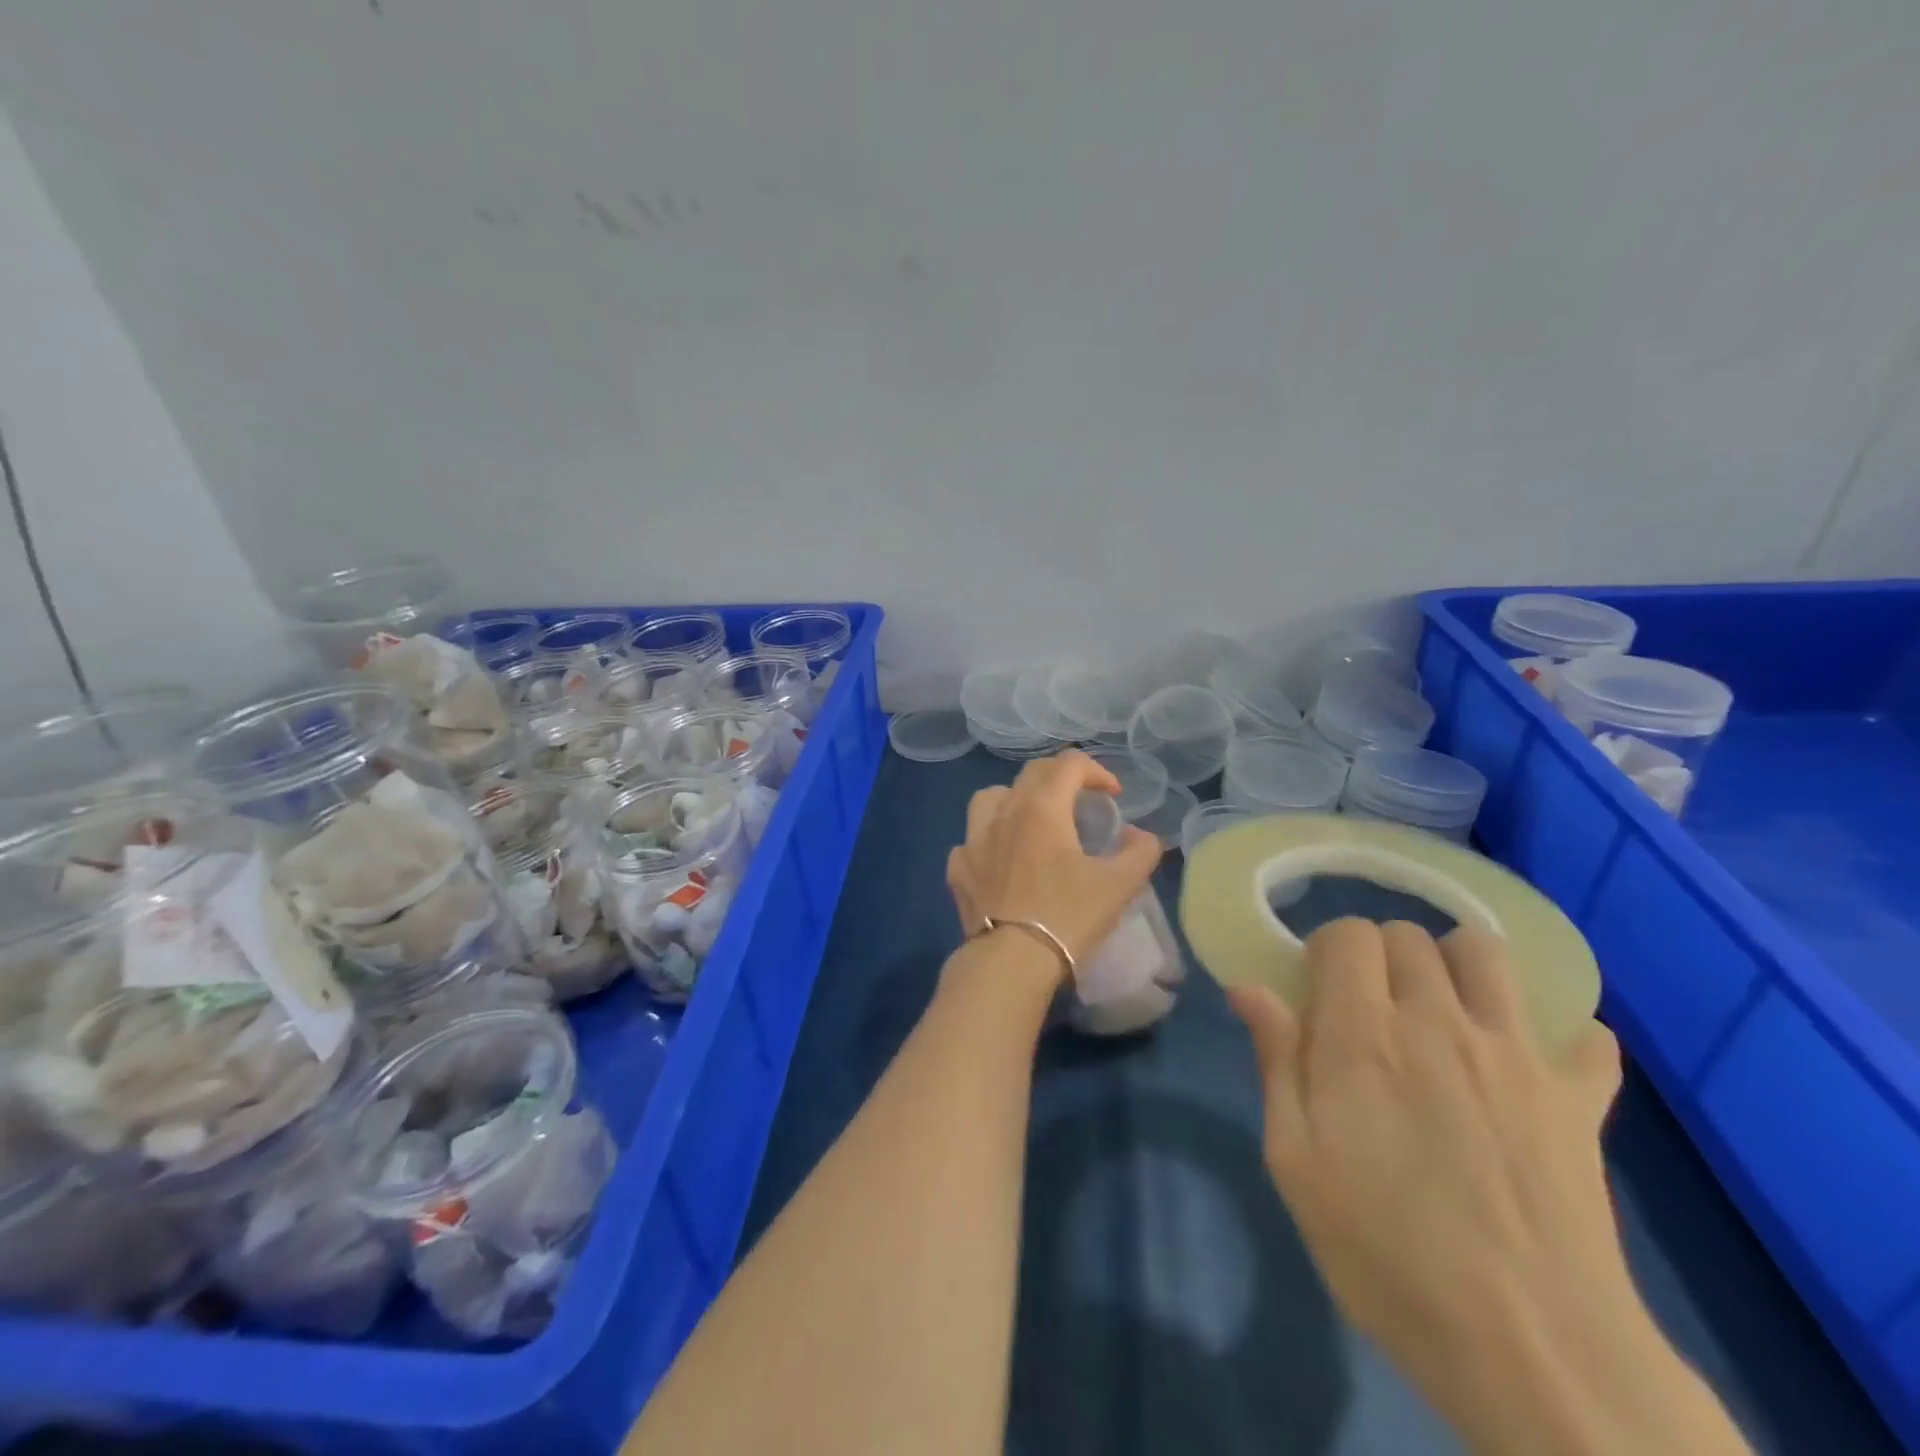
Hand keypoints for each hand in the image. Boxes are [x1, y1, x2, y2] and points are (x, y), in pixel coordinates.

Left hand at [947, 751, 1162, 983]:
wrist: (1011, 961)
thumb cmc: (1068, 916)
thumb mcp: (1119, 884)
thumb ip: (1140, 851)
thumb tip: (1141, 835)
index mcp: (1042, 808)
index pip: (1069, 764)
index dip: (1097, 771)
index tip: (1113, 796)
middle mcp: (1004, 812)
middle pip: (1031, 773)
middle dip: (1061, 778)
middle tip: (1080, 802)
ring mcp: (973, 840)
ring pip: (990, 798)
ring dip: (1015, 799)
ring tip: (1032, 822)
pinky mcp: (957, 869)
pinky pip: (970, 840)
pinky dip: (988, 841)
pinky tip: (1000, 861)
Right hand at [1229, 920, 1640, 1433]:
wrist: (1532, 1351)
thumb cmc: (1386, 1254)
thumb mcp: (1295, 1162)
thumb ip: (1276, 1062)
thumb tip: (1249, 988)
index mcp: (1364, 1035)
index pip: (1348, 935)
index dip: (1328, 952)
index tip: (1320, 993)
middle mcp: (1439, 1022)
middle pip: (1411, 934)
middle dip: (1383, 955)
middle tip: (1373, 1008)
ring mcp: (1517, 1055)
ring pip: (1487, 953)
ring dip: (1458, 966)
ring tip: (1444, 1010)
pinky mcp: (1580, 1098)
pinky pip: (1586, 1036)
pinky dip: (1561, 1035)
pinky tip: (1532, 1065)